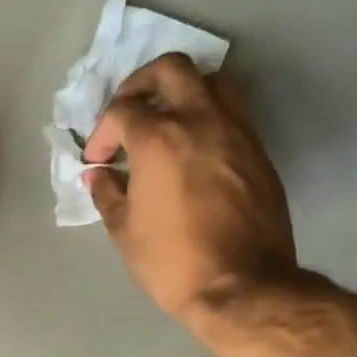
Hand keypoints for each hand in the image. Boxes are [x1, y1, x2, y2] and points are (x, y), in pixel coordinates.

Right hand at [84, 54, 298, 329]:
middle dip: (142, 84)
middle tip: (129, 112)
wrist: (243, 287)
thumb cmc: (173, 261)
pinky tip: (194, 148)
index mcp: (159, 138)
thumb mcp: (125, 231)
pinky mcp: (258, 151)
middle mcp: (200, 120)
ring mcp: (236, 132)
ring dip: (184, 91)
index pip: (121, 112)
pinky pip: (233, 112)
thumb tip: (98, 175)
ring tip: (168, 120)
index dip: (101, 133)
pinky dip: (209, 116)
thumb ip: (107, 193)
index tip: (98, 159)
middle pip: (170, 70)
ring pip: (212, 81)